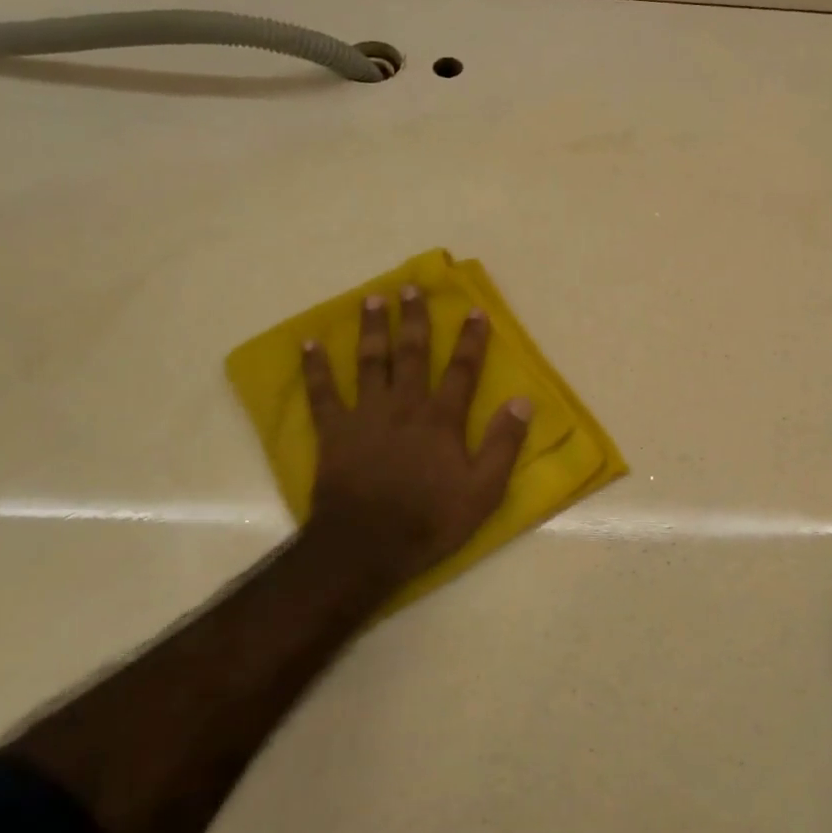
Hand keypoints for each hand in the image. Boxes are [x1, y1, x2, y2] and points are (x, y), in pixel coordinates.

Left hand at [300, 287, 530, 588]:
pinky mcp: (334, 432)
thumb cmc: (430, 520)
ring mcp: (365, 415)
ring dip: (371, 328)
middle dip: (414, 319)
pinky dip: (314, 368)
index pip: (462, 370)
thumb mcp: (484, 490)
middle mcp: (404, 405)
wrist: (366, 545)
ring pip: (369, 362)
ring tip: (372, 298)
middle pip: (411, 353)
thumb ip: (504, 444)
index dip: (471, 340)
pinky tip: (308, 343)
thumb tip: (523, 401)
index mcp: (442, 419)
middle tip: (412, 287)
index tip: (474, 311)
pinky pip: (321, 393)